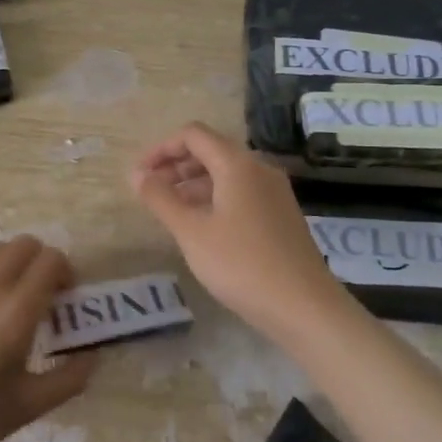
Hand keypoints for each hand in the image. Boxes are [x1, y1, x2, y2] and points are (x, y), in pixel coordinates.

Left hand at [0, 235, 93, 441]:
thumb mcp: (30, 405)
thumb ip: (69, 378)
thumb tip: (92, 356)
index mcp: (16, 311)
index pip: (51, 260)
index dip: (66, 273)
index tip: (65, 299)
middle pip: (25, 244)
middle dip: (42, 262)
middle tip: (43, 295)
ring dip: (12, 263)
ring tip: (12, 297)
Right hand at [130, 121, 348, 341]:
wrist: (304, 307)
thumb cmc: (241, 264)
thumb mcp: (191, 232)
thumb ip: (160, 198)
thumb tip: (136, 174)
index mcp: (238, 164)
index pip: (193, 135)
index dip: (161, 149)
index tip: (139, 175)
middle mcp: (259, 169)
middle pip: (211, 151)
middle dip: (176, 166)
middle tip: (150, 192)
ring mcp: (274, 192)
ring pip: (226, 174)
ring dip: (193, 184)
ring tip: (170, 211)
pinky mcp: (281, 214)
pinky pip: (241, 192)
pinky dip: (214, 198)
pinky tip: (201, 227)